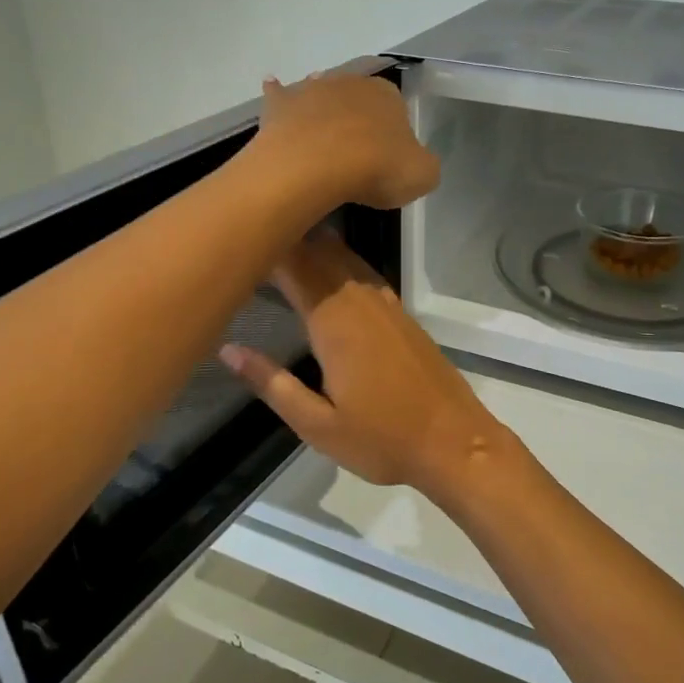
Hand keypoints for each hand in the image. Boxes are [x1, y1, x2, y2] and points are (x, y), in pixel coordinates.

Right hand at [220, 233, 516, 506]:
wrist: (455, 442)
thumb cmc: (382, 440)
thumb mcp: (317, 425)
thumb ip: (272, 383)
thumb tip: (229, 349)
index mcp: (335, 322)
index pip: (294, 266)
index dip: (266, 247)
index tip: (236, 245)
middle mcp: (361, 301)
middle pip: (320, 252)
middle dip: (286, 240)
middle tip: (250, 243)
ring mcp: (386, 304)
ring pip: (345, 257)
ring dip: (313, 247)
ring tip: (280, 248)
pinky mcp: (402, 315)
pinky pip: (364, 274)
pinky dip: (340, 264)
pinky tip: (328, 275)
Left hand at [251, 71, 439, 210]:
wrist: (316, 166)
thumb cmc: (376, 168)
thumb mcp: (422, 175)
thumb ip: (422, 165)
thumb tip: (413, 163)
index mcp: (388, 94)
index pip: (397, 110)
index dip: (393, 137)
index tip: (387, 163)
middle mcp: (350, 82)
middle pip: (358, 102)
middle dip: (358, 123)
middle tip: (356, 159)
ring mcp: (311, 90)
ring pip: (321, 97)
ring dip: (323, 115)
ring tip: (322, 145)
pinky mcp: (280, 105)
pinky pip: (280, 97)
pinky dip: (279, 97)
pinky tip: (276, 98)